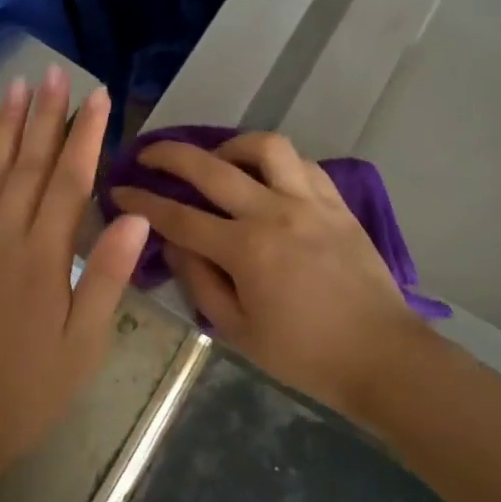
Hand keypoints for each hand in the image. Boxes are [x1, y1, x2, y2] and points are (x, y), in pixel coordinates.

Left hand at [0, 67, 149, 488]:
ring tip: (15, 86)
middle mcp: (1, 238)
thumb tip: (136, 214)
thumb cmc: (27, 392)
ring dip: (2, 126)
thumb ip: (107, 276)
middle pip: (27, 164)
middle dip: (45, 115)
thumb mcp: (83, 346)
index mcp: (43, 259)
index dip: (86, 135)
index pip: (69, 181)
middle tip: (55, 73)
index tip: (99, 97)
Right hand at [112, 132, 419, 418]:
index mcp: (246, 250)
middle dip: (169, 155)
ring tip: (218, 159)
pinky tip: (266, 176)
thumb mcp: (238, 331)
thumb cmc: (305, 355)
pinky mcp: (337, 202)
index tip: (119, 188)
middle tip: (149, 154)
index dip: (142, 201)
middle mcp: (275, 212)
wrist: (381, 355)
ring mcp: (310, 201)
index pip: (179, 217)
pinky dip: (276, 161)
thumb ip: (200, 282)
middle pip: (211, 167)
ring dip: (231, 145)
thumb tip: (172, 245)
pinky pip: (302, 163)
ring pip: (265, 146)